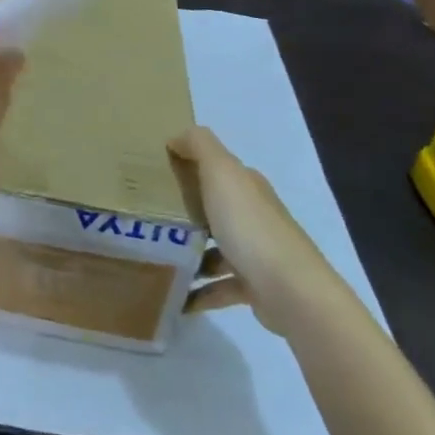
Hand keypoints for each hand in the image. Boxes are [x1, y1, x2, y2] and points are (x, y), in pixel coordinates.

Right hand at [169, 125, 346, 335]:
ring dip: (187, 254)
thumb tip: (176, 137)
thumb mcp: (222, 173)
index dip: (186, 167)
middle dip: (182, 212)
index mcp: (247, 187)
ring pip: (214, 248)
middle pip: (213, 209)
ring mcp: (256, 253)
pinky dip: (198, 292)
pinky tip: (175, 296)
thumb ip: (199, 146)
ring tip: (153, 259)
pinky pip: (218, 287)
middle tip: (144, 218)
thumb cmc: (251, 227)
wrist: (291, 292)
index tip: (151, 175)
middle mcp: (254, 216)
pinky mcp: (254, 287)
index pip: (215, 169)